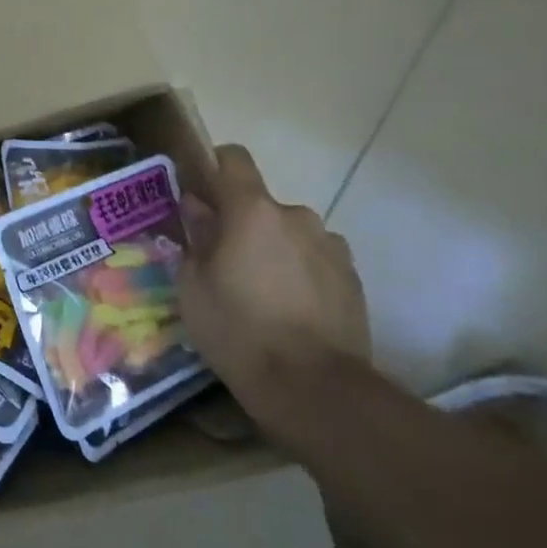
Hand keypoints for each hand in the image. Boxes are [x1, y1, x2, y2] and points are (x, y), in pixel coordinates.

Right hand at [177, 146, 369, 425]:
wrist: (314, 388)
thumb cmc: (238, 329)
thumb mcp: (193, 285)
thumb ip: (196, 237)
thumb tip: (198, 209)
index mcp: (252, 211)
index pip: (234, 159)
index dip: (214, 166)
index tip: (200, 192)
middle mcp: (297, 217)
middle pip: (261, 205)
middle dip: (242, 224)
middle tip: (224, 263)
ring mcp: (331, 247)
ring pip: (290, 234)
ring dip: (274, 249)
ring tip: (261, 293)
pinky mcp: (353, 278)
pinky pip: (315, 260)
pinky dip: (300, 273)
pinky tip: (290, 311)